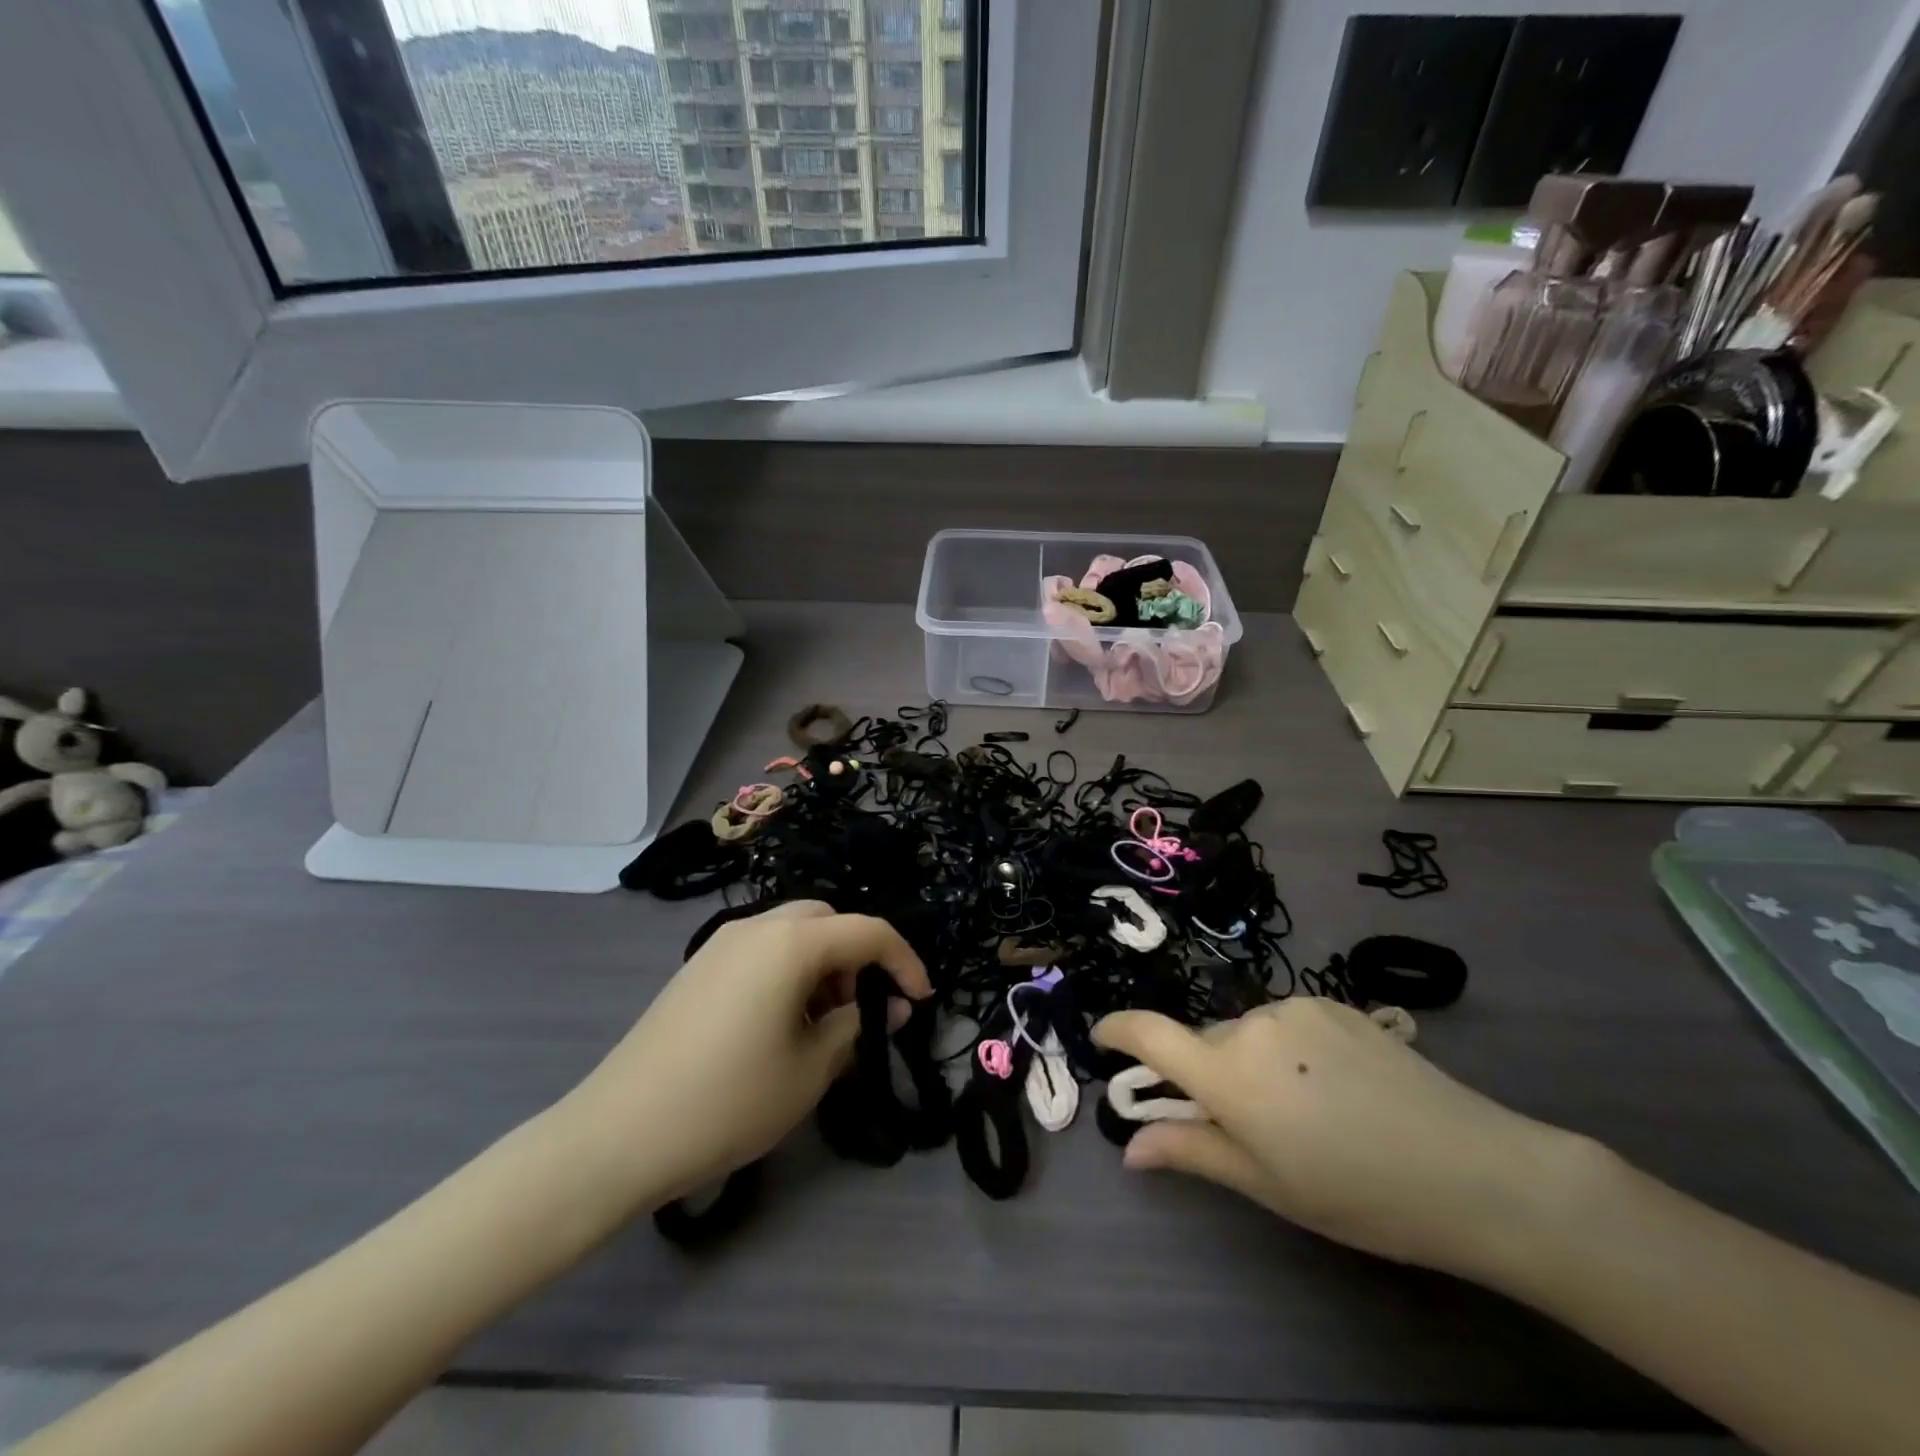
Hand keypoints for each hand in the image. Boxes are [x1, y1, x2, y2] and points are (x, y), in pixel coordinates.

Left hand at [560, 902, 931, 1211]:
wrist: (616, 1135)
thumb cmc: (728, 1100)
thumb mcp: (809, 1071)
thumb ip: (858, 1028)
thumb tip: (891, 1007)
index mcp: (790, 943)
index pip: (868, 931)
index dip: (904, 961)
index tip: (921, 1000)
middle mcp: (756, 927)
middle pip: (827, 920)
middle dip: (857, 956)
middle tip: (863, 1011)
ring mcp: (721, 944)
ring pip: (793, 933)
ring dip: (823, 964)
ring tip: (823, 1025)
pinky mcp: (698, 968)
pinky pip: (761, 950)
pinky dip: (789, 971)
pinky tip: (781, 1024)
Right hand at [1093, 998, 1595, 1280]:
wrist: (1470, 1167)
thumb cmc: (1357, 1193)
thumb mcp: (1266, 1185)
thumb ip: (1192, 1152)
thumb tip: (1129, 1148)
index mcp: (1227, 1073)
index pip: (1149, 1034)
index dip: (1118, 1030)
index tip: (1102, 1038)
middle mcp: (1250, 1025)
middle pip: (1205, 1042)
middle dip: (1208, 1074)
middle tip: (1249, 1125)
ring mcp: (1294, 1007)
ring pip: (1247, 1032)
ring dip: (1252, 1062)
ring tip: (1306, 1111)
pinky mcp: (1333, 1002)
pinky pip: (1286, 1023)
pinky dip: (1288, 1049)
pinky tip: (1335, 1086)